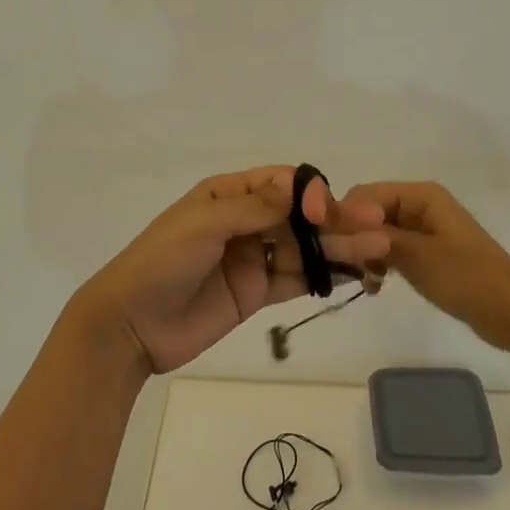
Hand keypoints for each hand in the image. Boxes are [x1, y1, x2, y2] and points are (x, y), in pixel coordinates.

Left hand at [78, 166, 390, 373]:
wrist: (130, 326)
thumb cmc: (160, 262)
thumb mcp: (203, 226)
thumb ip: (253, 208)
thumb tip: (299, 188)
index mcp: (228, 195)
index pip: (280, 184)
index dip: (308, 193)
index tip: (323, 214)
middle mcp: (244, 221)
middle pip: (298, 216)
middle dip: (335, 220)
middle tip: (376, 229)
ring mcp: (252, 258)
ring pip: (304, 247)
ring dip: (339, 248)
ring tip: (378, 251)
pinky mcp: (256, 292)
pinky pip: (296, 279)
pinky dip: (324, 276)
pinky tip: (355, 274)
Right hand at [344, 181, 509, 352]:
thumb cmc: (468, 278)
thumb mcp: (417, 256)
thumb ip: (375, 237)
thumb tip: (336, 223)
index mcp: (421, 195)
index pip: (365, 195)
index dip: (344, 217)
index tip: (328, 247)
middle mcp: (421, 204)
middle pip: (370, 212)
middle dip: (354, 237)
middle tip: (344, 268)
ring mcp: (425, 229)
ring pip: (378, 232)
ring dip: (366, 253)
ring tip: (365, 281)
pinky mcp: (428, 251)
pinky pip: (392, 248)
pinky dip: (381, 263)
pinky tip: (376, 286)